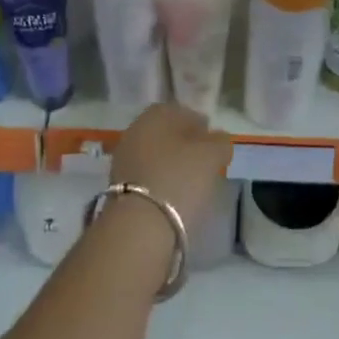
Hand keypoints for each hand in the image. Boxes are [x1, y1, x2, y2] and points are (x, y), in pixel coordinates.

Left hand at [110, 102, 231, 237]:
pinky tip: (174, 199)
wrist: (139, 226)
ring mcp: (123, 159)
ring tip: (191, 187)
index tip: (215, 146)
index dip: (202, 127)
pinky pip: (147, 178)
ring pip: (156, 156)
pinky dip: (160, 185)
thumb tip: (217, 139)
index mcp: (156, 113)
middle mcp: (135, 129)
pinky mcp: (118, 187)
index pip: (184, 112)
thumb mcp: (213, 155)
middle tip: (205, 165)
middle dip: (185, 147)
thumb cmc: (180, 178)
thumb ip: (220, 141)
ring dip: (172, 167)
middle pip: (167, 134)